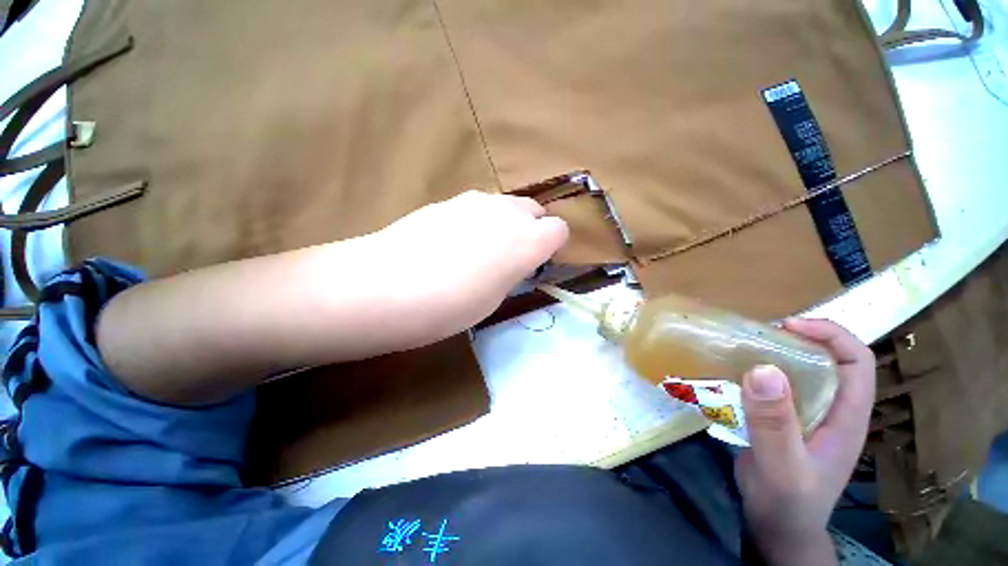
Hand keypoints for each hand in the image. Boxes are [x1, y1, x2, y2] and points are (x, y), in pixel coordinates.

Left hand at [371, 190, 568, 337]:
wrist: (388, 285)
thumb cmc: (451, 305)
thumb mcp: (495, 298)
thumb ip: (513, 271)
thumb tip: (515, 261)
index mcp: (528, 241)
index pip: (560, 230)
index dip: (551, 246)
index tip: (535, 262)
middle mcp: (508, 213)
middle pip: (534, 210)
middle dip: (530, 228)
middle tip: (509, 255)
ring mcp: (476, 201)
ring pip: (506, 205)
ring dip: (504, 222)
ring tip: (479, 248)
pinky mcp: (449, 200)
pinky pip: (477, 206)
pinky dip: (477, 219)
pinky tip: (452, 240)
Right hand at [736, 319, 875, 565]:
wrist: (777, 528)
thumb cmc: (787, 502)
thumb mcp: (782, 466)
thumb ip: (775, 423)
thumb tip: (763, 369)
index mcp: (847, 417)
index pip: (856, 361)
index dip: (829, 334)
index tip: (787, 326)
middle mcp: (832, 410)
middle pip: (828, 360)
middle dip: (798, 338)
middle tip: (756, 334)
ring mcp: (808, 415)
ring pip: (801, 371)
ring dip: (775, 354)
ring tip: (742, 347)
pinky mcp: (785, 420)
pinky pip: (776, 386)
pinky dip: (759, 373)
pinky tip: (735, 373)